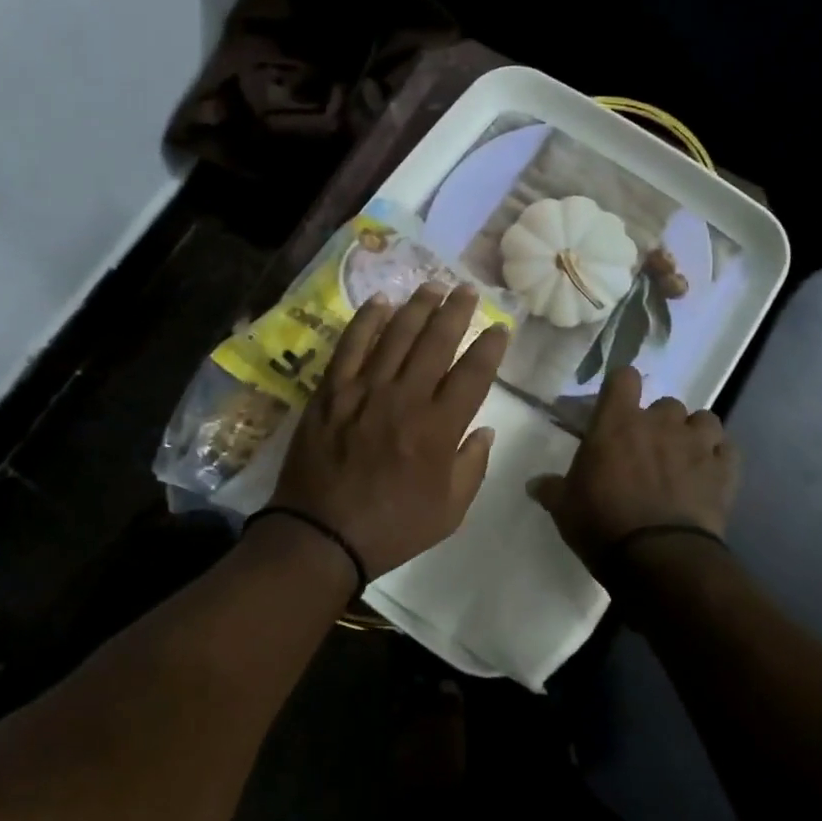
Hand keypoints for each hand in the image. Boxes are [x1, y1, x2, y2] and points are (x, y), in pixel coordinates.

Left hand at [272, 283, 509, 579]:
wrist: (321, 535)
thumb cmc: (392, 528)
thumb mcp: (450, 512)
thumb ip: (473, 466)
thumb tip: (486, 429)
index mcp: (439, 428)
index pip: (473, 373)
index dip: (490, 346)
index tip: (500, 327)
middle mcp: (405, 398)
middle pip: (436, 341)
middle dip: (455, 311)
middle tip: (466, 289)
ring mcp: (364, 390)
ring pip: (396, 335)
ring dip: (417, 306)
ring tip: (432, 285)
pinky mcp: (331, 391)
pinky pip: (351, 345)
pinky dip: (366, 320)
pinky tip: (380, 301)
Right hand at [529, 366, 738, 571]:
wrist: (659, 559)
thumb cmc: (602, 524)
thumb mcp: (564, 508)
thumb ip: (551, 489)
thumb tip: (534, 484)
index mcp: (617, 423)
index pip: (624, 377)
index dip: (622, 387)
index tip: (617, 405)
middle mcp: (659, 423)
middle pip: (665, 403)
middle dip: (658, 422)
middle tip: (647, 449)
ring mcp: (697, 444)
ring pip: (703, 420)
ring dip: (694, 434)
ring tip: (685, 458)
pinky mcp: (725, 471)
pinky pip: (727, 450)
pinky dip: (719, 458)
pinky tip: (710, 475)